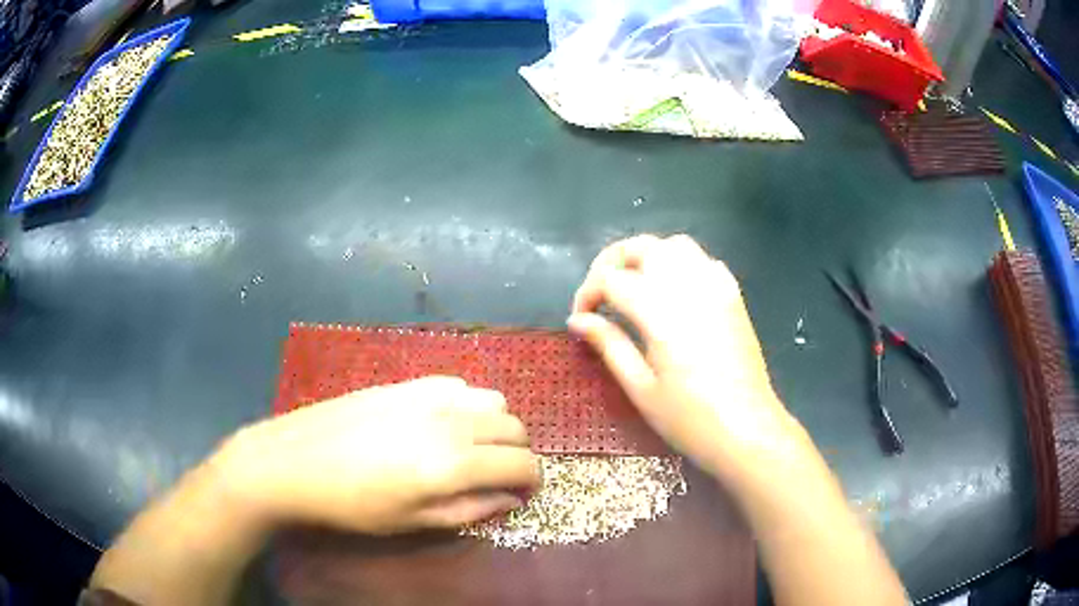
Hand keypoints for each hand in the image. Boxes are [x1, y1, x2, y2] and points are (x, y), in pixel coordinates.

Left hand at [217, 376, 539, 533]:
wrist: (295, 461)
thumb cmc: (353, 505)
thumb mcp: (413, 521)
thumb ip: (471, 509)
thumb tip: (511, 498)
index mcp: (453, 462)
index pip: (522, 463)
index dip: (532, 481)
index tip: (523, 493)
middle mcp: (450, 420)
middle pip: (515, 427)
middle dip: (517, 453)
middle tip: (497, 476)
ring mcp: (428, 394)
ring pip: (493, 399)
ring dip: (496, 426)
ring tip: (473, 447)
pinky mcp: (407, 382)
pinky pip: (459, 385)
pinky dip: (468, 404)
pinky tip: (443, 423)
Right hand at [569, 235, 800, 481]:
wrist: (748, 430)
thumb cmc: (690, 419)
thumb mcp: (641, 388)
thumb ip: (608, 345)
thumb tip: (577, 320)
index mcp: (661, 312)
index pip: (612, 279)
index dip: (588, 293)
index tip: (580, 317)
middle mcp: (688, 286)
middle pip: (642, 247)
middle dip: (612, 262)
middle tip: (600, 294)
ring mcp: (715, 286)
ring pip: (674, 245)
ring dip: (646, 256)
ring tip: (632, 286)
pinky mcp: (732, 295)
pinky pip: (702, 260)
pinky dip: (679, 263)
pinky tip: (672, 291)